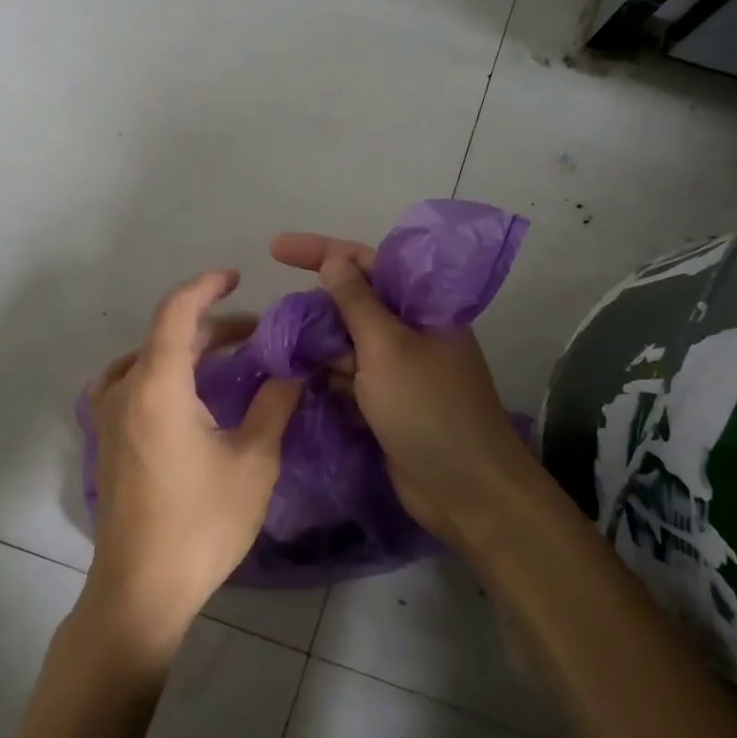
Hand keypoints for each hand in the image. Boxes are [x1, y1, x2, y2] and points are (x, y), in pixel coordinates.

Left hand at [83, 270, 302, 654]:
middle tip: (255, 336)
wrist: (142, 588)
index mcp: (157, 386)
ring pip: (145, 361)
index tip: (237, 277)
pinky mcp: (106, 443)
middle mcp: (124, 391)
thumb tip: (293, 370)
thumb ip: (273, 405)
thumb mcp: (253, 461)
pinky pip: (130, 387)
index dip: (206, 286)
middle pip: (164, 337)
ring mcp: (108, 418)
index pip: (176, 312)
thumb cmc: (201, 523)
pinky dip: (160, 375)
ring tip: (225, 362)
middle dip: (210, 328)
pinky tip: (185, 397)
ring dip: (184, 352)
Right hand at [270, 233, 538, 546]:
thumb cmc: (427, 408)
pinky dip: (324, 376)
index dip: (321, 251)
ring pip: (346, 342)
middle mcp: (410, 331)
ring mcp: (397, 369)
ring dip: (315, 344)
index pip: (367, 262)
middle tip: (273, 316)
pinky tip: (295, 378)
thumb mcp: (387, 347)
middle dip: (314, 305)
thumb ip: (356, 302)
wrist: (463, 488)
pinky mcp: (385, 402)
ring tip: (277, 349)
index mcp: (422, 306)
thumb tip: (333, 259)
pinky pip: (347, 377)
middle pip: (353, 303)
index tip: (274, 249)